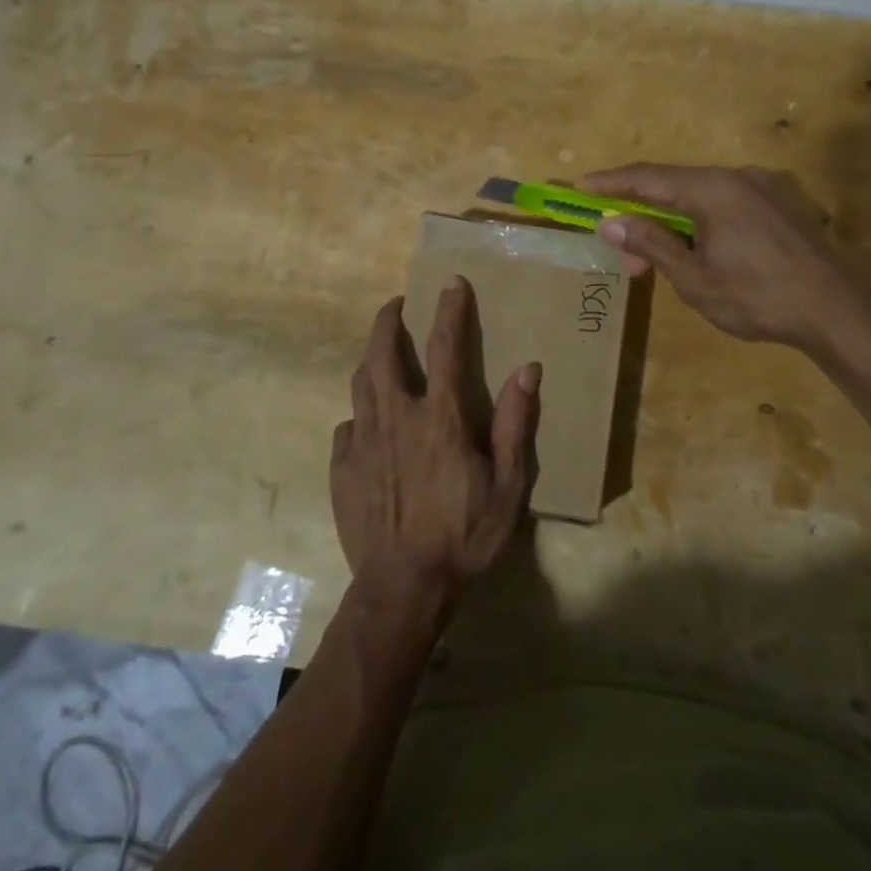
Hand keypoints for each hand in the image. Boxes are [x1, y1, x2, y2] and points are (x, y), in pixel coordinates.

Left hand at [331, 279, 539, 605]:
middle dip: (387, 320)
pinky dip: (359, 416)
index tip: (450, 282)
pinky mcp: (342, 469)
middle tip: (395, 304)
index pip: (446, 347)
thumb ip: (514, 423)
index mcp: (440, 418)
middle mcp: (396, 418)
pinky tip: (367, 426)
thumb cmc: (464, 535)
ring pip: (360, 383)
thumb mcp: (507, 485)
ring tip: (380, 354)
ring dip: (370, 360)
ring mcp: (363, 442)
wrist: (404, 588)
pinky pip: (347, 428)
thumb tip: (527, 369)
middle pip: (381, 353)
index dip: (449, 310)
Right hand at [581, 163, 860, 348]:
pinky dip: (700, 223)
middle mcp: (737, 177)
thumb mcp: (695, 277)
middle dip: (642, 216)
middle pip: (674, 187)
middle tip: (623, 255)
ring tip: (658, 263)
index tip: (580, 188)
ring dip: (672, 224)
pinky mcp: (779, 205)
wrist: (837, 309)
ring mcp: (762, 189)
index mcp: (712, 188)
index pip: (647, 177)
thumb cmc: (758, 296)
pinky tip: (699, 252)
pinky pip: (726, 205)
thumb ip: (651, 243)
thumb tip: (610, 222)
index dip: (611, 183)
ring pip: (701, 198)